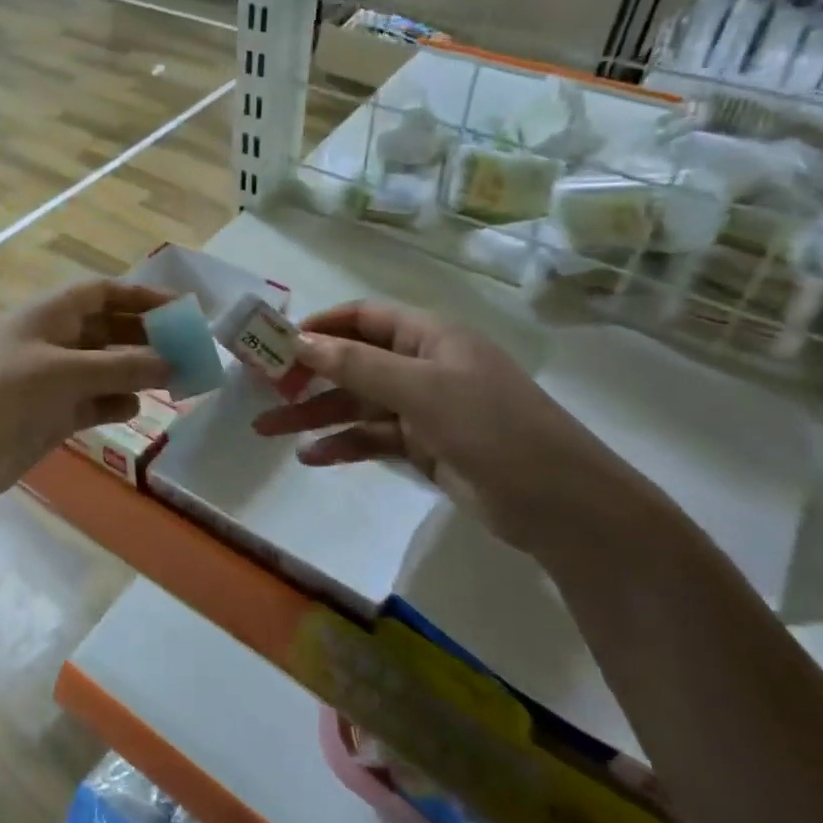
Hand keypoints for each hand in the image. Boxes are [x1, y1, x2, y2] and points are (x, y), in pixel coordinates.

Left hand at [0, 280, 172, 513]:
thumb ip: (120, 366)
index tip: (181, 308)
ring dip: (135, 373)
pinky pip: (91, 402)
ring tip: (173, 383)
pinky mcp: (48, 416)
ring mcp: (49, 381)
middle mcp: (51, 342)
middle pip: (107, 330)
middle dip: (145, 338)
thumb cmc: (0, 396)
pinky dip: (113, 404)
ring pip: (103, 368)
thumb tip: (173, 363)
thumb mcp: (63, 373)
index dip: (141, 295)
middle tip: (188, 352)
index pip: (102, 293)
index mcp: (48, 316)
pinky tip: (135, 410)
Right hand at [252, 300, 674, 562]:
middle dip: (307, 375)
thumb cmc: (493, 428)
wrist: (561, 505)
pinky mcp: (425, 448)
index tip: (276, 341)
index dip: (320, 325)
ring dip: (315, 414)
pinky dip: (343, 445)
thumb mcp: (423, 390)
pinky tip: (311, 458)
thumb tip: (299, 341)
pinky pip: (373, 439)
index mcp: (430, 337)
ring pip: (358, 404)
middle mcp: (424, 366)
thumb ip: (358, 365)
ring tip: (267, 430)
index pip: (364, 317)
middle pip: (354, 361)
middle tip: (261, 389)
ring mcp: (424, 409)